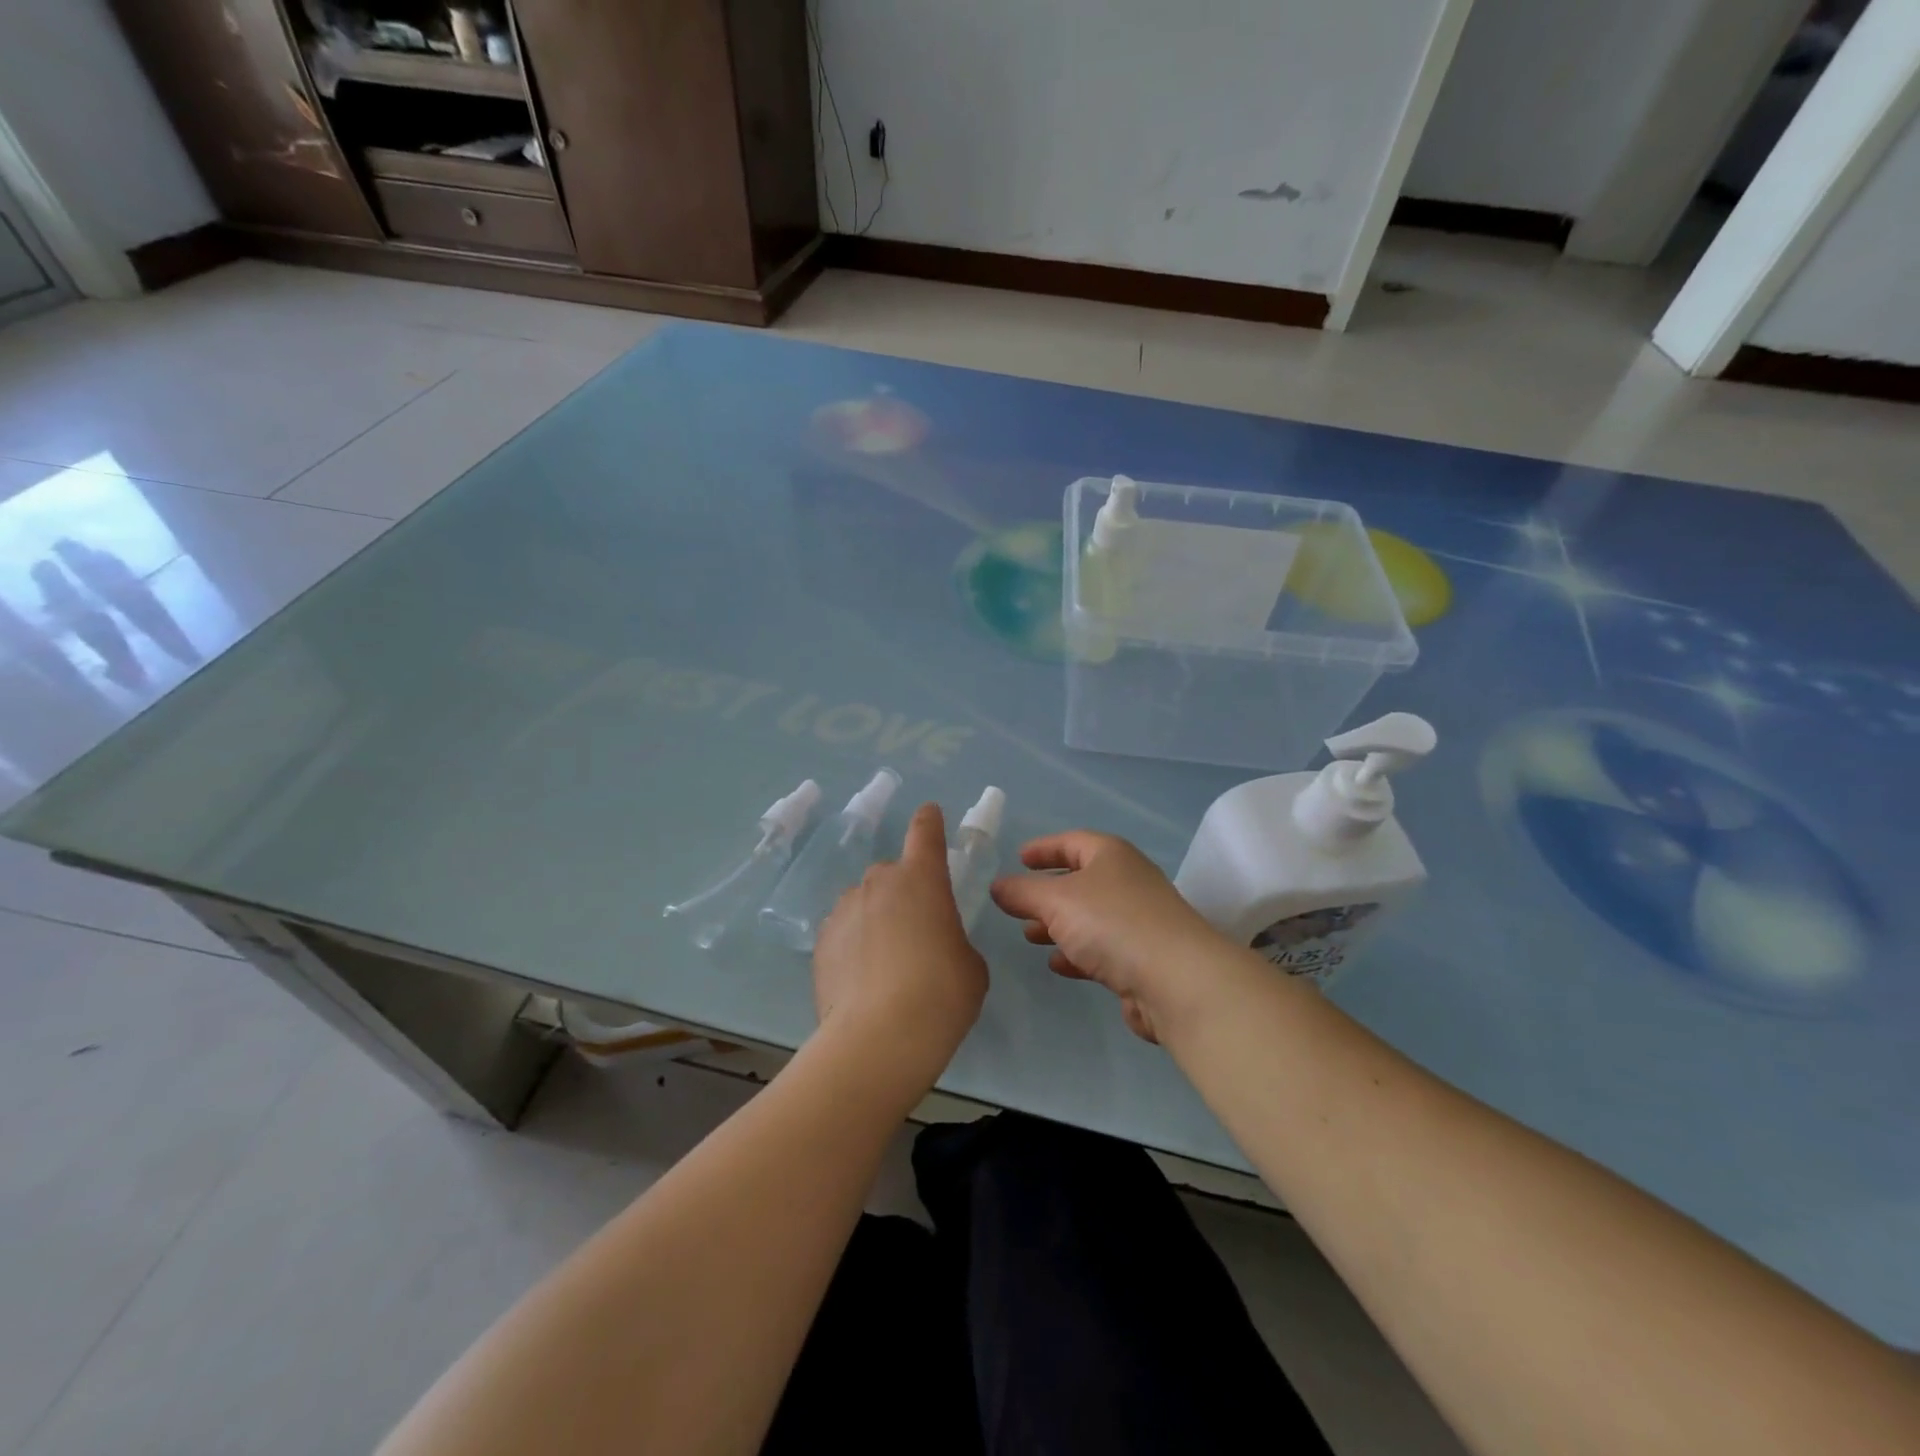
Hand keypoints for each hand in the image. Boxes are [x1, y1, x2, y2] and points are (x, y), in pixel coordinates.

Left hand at [812, 803, 987, 1087]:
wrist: (880, 1037)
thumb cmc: (942, 992)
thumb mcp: (968, 964)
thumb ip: (951, 940)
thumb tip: (933, 946)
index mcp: (922, 878)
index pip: (925, 832)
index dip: (929, 821)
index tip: (929, 814)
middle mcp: (879, 882)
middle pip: (892, 874)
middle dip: (904, 892)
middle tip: (916, 931)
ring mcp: (844, 910)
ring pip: (864, 903)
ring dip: (875, 919)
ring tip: (885, 964)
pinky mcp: (820, 942)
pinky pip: (843, 931)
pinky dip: (853, 945)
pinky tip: (862, 979)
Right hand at [991, 831, 1233, 1043]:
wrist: (1177, 980)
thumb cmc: (1112, 923)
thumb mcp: (1056, 901)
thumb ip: (1022, 893)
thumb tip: (997, 886)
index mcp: (1112, 856)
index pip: (1072, 841)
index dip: (1044, 848)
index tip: (1018, 858)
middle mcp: (1129, 882)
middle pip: (1081, 880)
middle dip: (1047, 893)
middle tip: (1018, 904)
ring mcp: (1139, 921)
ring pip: (1090, 917)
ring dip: (1059, 925)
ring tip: (1030, 936)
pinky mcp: (1144, 958)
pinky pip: (1103, 948)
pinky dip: (1078, 952)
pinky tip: (1059, 965)